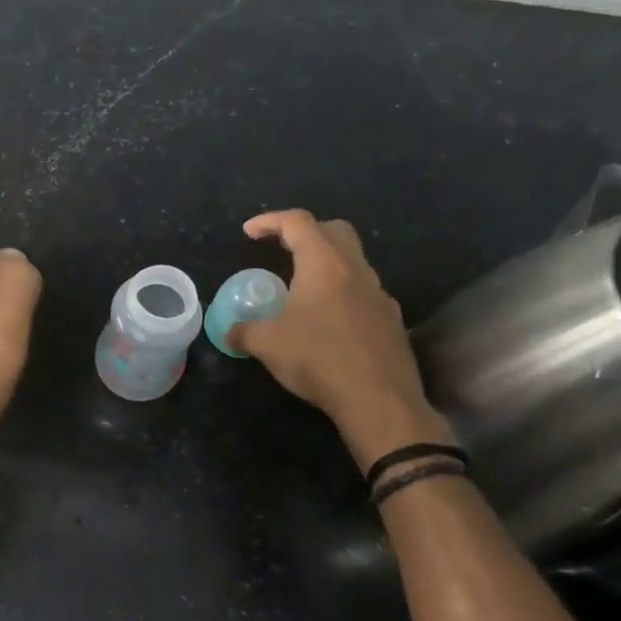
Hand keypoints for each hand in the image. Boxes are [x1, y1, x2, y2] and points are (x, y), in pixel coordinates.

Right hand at [229, 209, 454, 468]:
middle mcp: (356, 270)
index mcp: (324, 265)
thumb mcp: (266, 345)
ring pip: (352, 262)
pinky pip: (363, 293)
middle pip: (334, 231)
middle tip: (281, 248)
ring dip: (326, 265)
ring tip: (301, 290)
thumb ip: (243, 331)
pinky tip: (327, 321)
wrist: (378, 400)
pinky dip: (341, 294)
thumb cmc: (318, 359)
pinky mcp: (391, 320)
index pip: (298, 223)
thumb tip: (229, 332)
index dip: (270, 221)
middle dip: (305, 232)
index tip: (249, 232)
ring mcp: (379, 295)